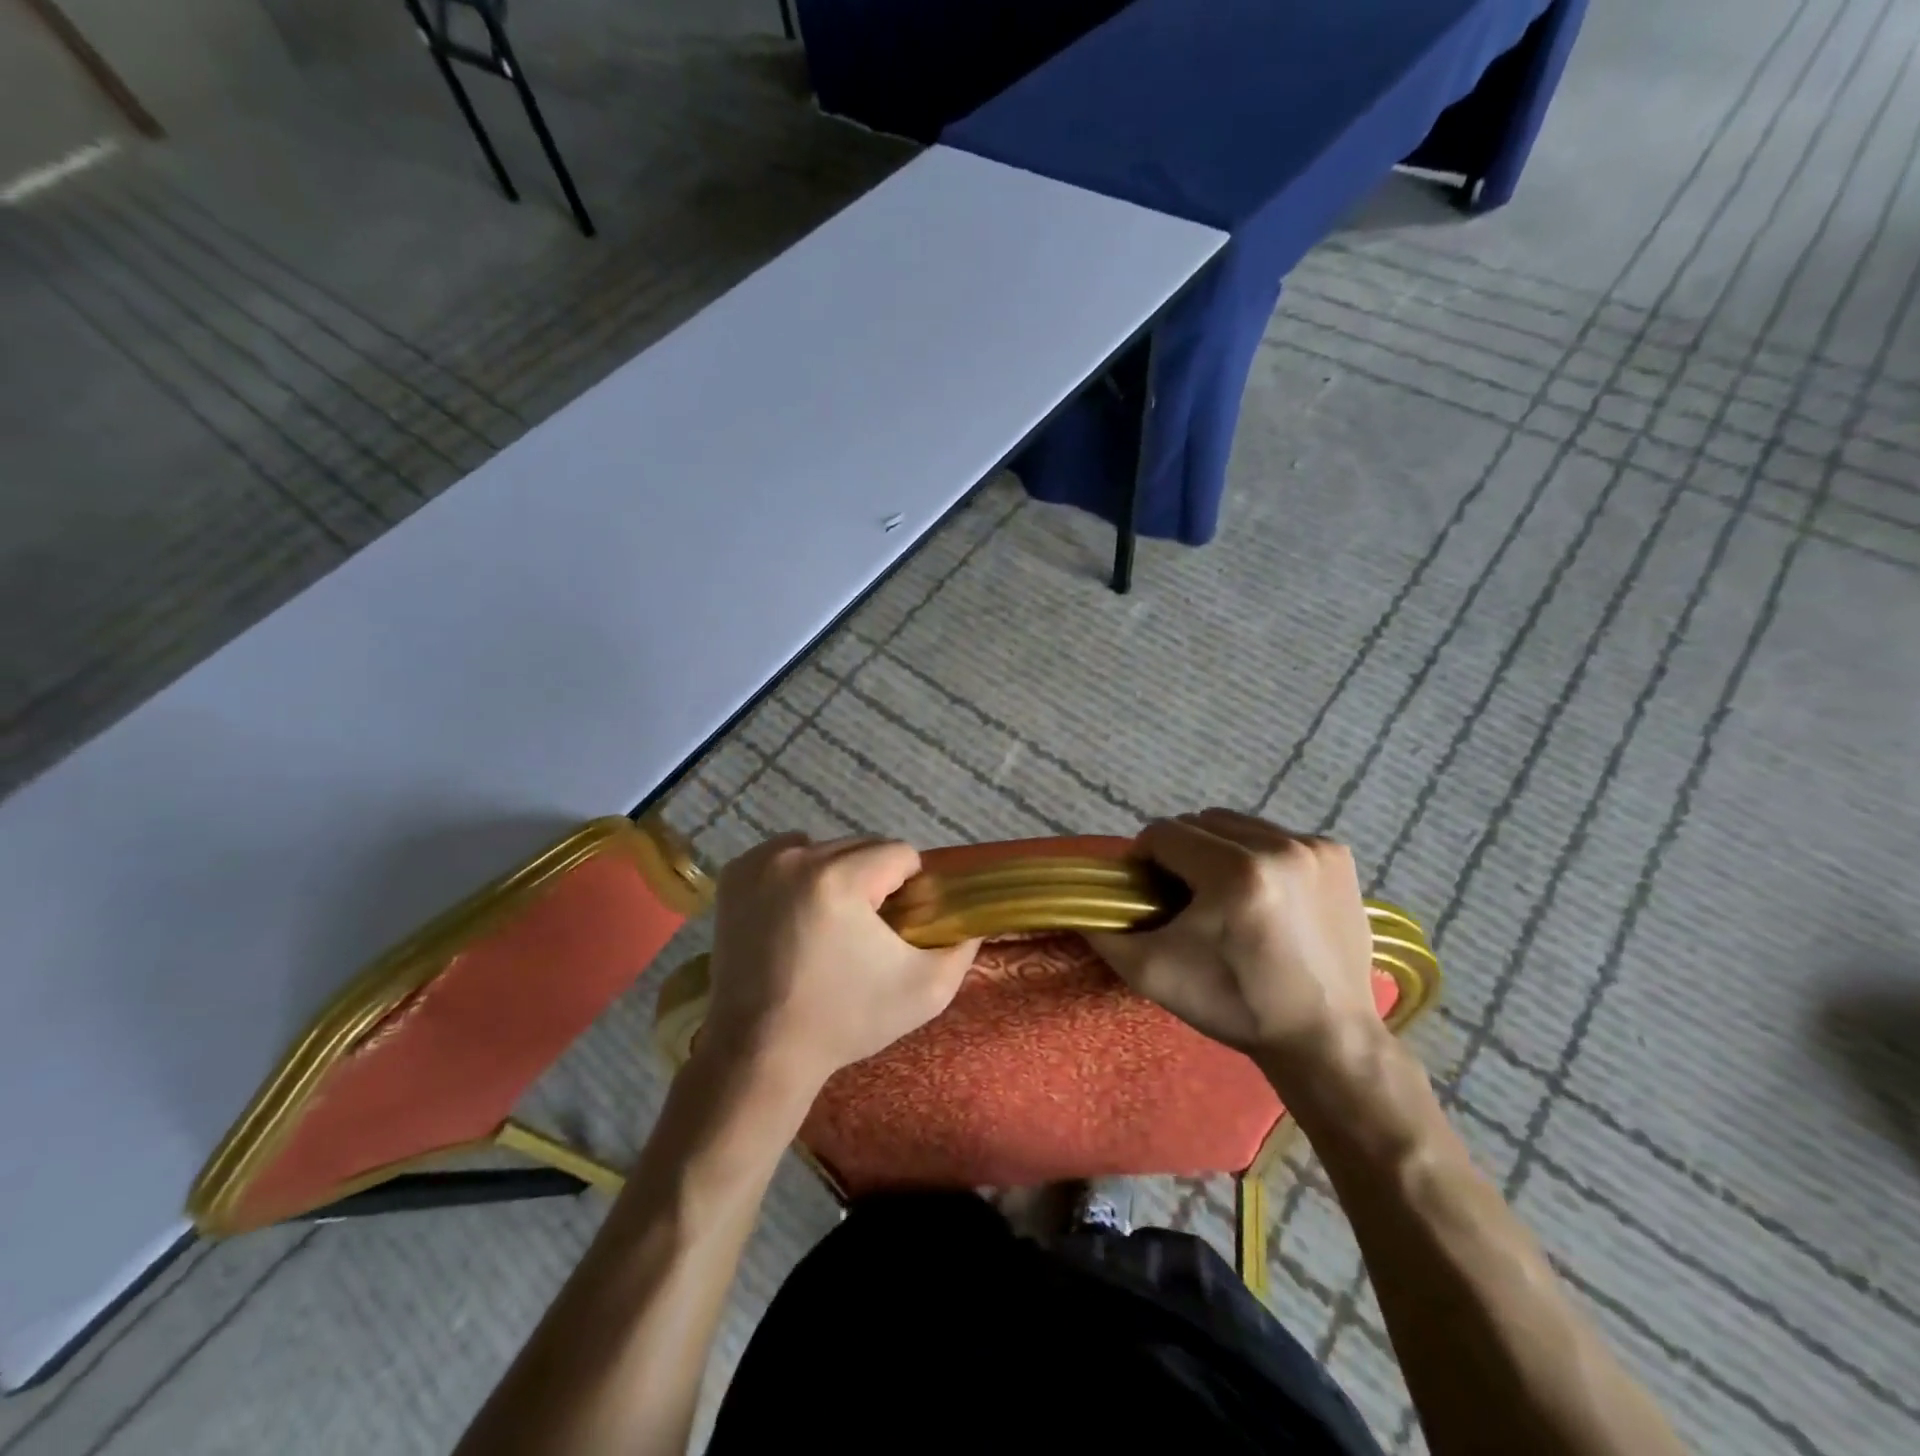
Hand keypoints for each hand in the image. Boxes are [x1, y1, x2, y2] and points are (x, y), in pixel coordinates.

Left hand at [697, 834, 980, 1094]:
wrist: (760, 1054)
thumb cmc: (845, 1021)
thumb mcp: (925, 991)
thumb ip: (962, 947)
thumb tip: (974, 920)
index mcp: (841, 878)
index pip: (899, 853)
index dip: (911, 887)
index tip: (899, 924)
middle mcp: (796, 857)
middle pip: (861, 846)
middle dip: (873, 880)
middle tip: (867, 930)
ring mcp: (759, 863)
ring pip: (825, 848)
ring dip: (838, 873)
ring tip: (831, 923)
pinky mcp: (734, 876)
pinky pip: (785, 854)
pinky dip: (799, 873)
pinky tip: (799, 912)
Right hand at [1088, 809, 1383, 1086]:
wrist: (1326, 1038)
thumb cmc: (1236, 1005)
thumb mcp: (1154, 974)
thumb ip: (1105, 935)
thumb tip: (1076, 907)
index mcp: (1234, 872)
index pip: (1164, 833)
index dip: (1144, 859)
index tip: (1147, 892)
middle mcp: (1279, 846)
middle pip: (1200, 823)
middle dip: (1181, 853)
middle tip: (1183, 896)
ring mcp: (1314, 848)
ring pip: (1238, 825)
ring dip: (1219, 849)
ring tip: (1223, 893)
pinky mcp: (1338, 856)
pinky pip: (1277, 836)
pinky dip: (1259, 855)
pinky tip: (1264, 894)